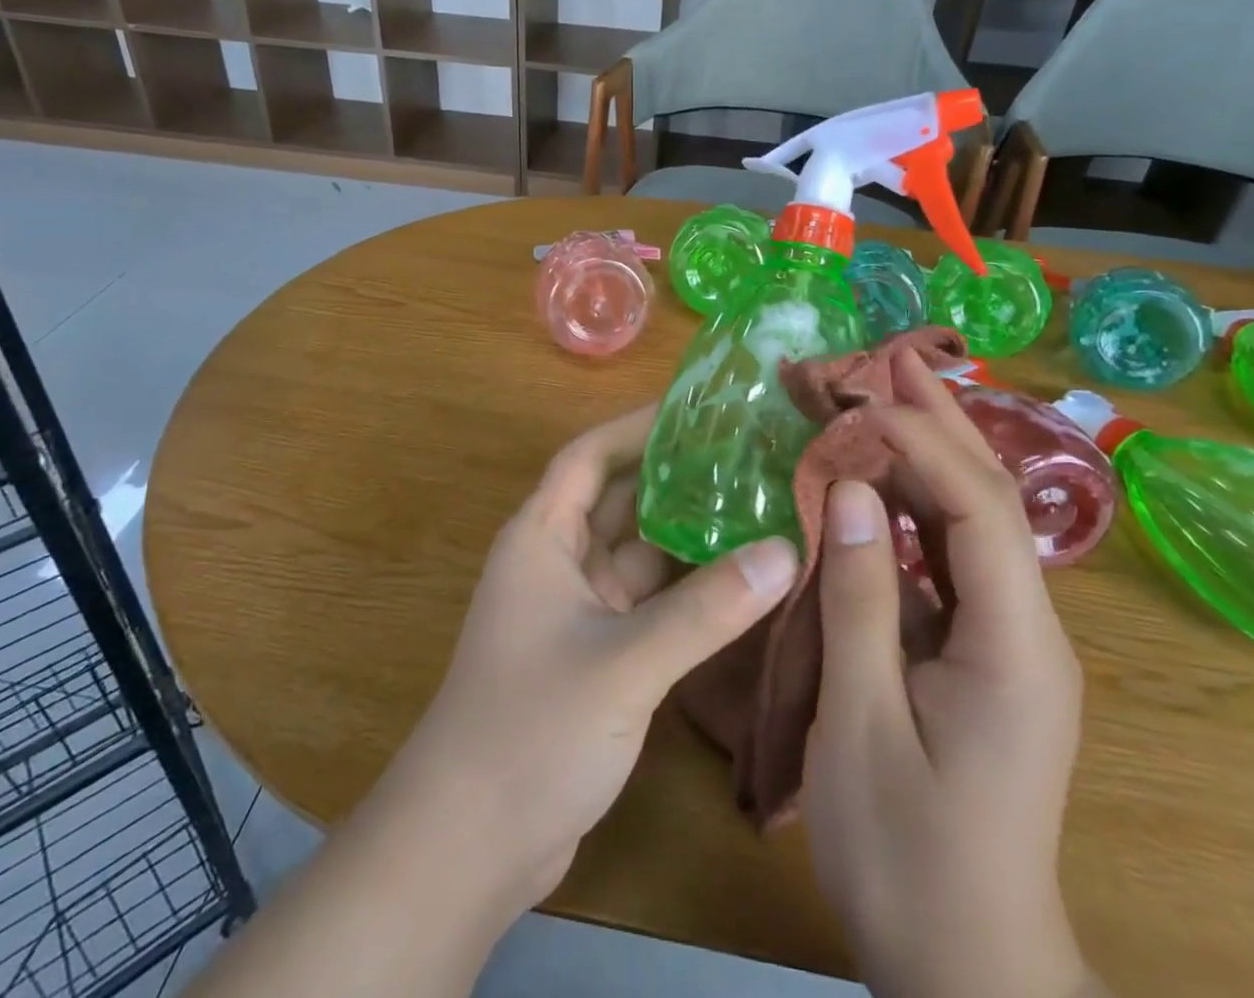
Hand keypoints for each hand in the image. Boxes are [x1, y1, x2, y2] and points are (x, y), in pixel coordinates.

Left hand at [374, 404, 800, 917]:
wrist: (470, 845)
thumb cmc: (531, 730)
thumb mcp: (624, 663)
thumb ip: (705, 610)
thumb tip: (784, 552)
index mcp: (541, 537)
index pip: (588, 457)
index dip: (635, 426)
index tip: (695, 408)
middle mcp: (557, 562)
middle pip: (619, 500)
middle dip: (674, 477)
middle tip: (745, 454)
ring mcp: (577, 611)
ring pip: (638, 554)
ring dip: (686, 535)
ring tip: (757, 504)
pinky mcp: (598, 655)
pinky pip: (648, 603)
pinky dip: (687, 590)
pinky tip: (741, 580)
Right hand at [803, 349, 1093, 997]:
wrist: (967, 966)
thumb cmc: (906, 850)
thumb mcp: (861, 721)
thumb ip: (859, 598)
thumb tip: (852, 489)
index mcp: (1014, 646)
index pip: (978, 510)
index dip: (923, 441)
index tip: (863, 395)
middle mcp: (1029, 630)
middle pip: (990, 501)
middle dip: (941, 424)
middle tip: (887, 359)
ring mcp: (1009, 642)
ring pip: (972, 525)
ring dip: (926, 457)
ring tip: (880, 398)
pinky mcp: (982, 655)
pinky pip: (950, 561)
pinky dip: (913, 508)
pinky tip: (878, 484)